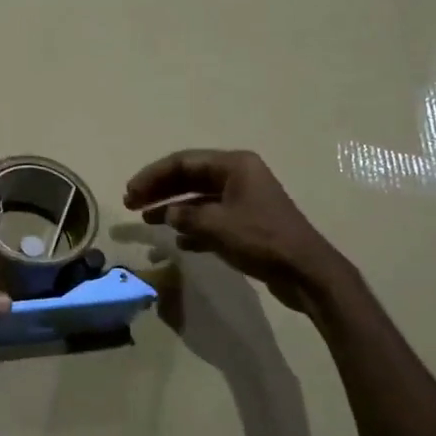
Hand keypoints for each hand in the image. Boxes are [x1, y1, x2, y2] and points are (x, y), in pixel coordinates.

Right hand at [124, 149, 346, 310]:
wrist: (306, 272)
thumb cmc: (261, 240)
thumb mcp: (217, 225)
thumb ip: (186, 216)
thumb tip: (168, 215)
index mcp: (234, 165)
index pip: (183, 162)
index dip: (152, 176)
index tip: (130, 193)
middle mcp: (238, 176)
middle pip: (189, 177)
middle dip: (159, 190)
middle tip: (131, 205)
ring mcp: (244, 199)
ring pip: (198, 198)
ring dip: (172, 209)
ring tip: (147, 221)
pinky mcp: (247, 223)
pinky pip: (211, 218)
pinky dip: (192, 227)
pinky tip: (177, 242)